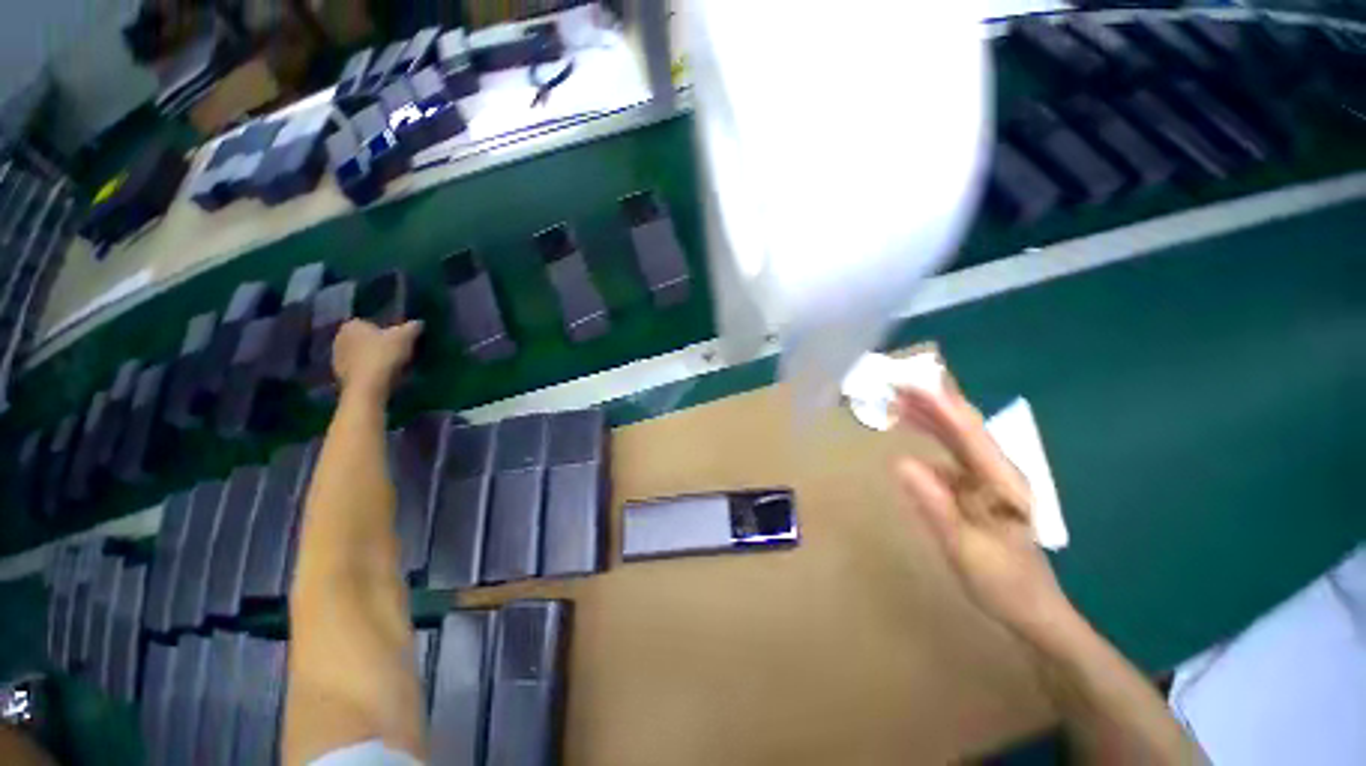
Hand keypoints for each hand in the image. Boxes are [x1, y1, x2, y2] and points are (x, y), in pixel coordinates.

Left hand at [331, 320, 422, 399]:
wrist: (367, 388)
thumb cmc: (384, 356)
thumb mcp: (406, 337)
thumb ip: (413, 327)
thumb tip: (418, 323)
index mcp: (351, 325)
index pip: (372, 322)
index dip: (388, 330)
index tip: (401, 339)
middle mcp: (339, 338)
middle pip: (366, 339)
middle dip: (380, 343)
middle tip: (399, 351)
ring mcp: (337, 358)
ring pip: (362, 354)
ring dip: (374, 358)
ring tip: (394, 366)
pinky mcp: (340, 375)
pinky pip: (359, 368)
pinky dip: (370, 370)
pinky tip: (383, 377)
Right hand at [893, 383, 1073, 642]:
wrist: (1034, 612)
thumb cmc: (1006, 584)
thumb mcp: (966, 550)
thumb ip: (936, 506)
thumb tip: (901, 463)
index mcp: (1001, 482)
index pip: (968, 433)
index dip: (941, 404)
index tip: (912, 383)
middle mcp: (996, 473)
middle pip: (963, 428)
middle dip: (931, 403)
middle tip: (895, 385)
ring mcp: (988, 481)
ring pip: (957, 439)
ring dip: (929, 417)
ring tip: (897, 401)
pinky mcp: (979, 491)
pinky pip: (950, 456)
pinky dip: (929, 440)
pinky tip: (912, 436)